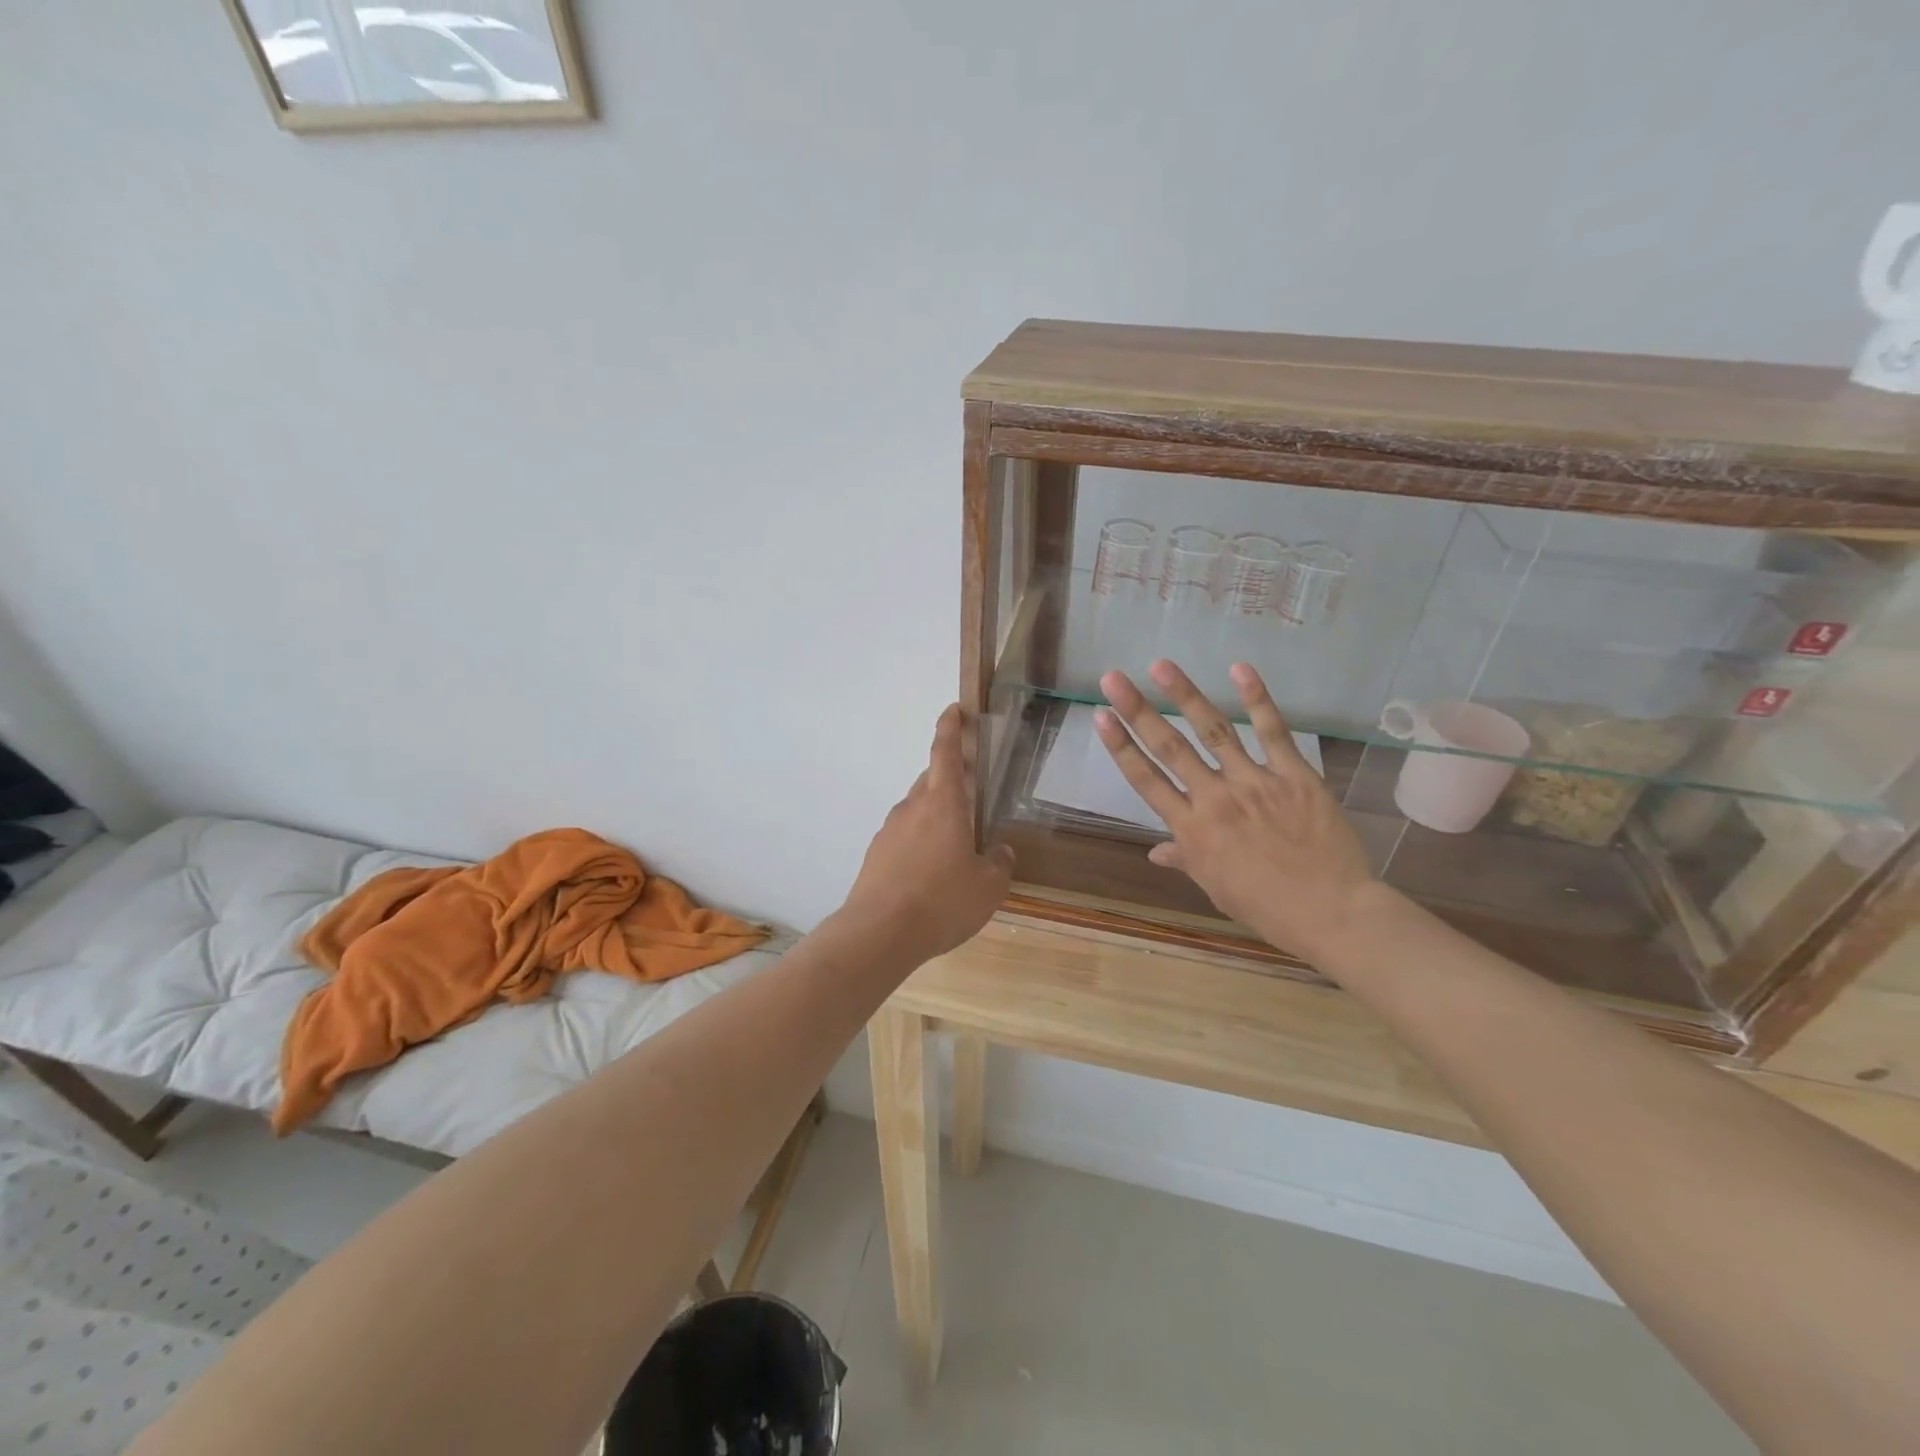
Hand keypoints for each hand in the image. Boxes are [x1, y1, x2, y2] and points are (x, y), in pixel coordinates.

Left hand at [839, 705, 1015, 964]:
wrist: (879, 933)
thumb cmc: (942, 902)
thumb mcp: (988, 887)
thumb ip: (999, 864)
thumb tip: (1001, 851)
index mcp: (943, 804)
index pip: (945, 752)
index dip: (950, 727)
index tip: (954, 710)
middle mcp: (912, 808)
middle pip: (931, 781)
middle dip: (951, 780)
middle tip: (972, 792)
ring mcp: (889, 830)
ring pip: (916, 809)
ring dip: (935, 814)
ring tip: (956, 844)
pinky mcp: (876, 855)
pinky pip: (903, 836)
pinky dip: (919, 841)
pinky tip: (931, 871)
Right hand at [1094, 660, 1383, 961]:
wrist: (1330, 912)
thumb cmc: (1265, 906)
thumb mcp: (1214, 886)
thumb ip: (1184, 859)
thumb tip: (1155, 852)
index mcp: (1192, 829)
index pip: (1147, 780)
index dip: (1121, 747)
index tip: (1101, 717)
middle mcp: (1215, 798)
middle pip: (1170, 748)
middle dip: (1138, 711)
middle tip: (1113, 679)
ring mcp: (1255, 782)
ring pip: (1214, 731)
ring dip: (1186, 695)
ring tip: (1161, 666)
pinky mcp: (1294, 775)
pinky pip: (1274, 732)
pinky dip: (1257, 699)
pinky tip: (1239, 669)